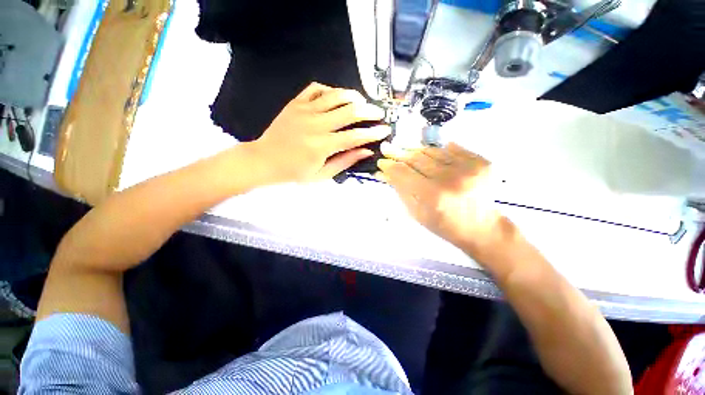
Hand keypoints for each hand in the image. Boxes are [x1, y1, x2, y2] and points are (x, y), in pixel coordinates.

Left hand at [251, 83, 390, 182]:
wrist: (265, 160)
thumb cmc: (294, 172)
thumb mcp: (322, 174)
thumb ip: (345, 161)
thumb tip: (365, 151)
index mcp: (322, 145)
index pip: (355, 137)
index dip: (373, 133)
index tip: (385, 130)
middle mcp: (316, 124)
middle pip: (349, 112)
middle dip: (369, 111)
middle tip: (379, 113)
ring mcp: (304, 110)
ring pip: (335, 95)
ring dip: (353, 96)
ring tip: (363, 102)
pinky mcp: (296, 103)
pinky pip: (316, 88)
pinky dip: (330, 89)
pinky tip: (336, 96)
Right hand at [377, 142, 503, 254]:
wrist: (482, 228)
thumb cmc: (444, 225)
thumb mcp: (417, 212)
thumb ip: (400, 189)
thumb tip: (383, 173)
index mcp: (433, 196)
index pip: (404, 172)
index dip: (390, 165)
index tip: (381, 161)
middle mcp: (451, 178)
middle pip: (417, 158)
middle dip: (399, 153)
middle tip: (388, 148)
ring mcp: (469, 167)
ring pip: (432, 150)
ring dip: (415, 150)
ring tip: (405, 150)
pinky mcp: (481, 161)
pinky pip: (451, 148)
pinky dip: (437, 150)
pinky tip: (427, 153)